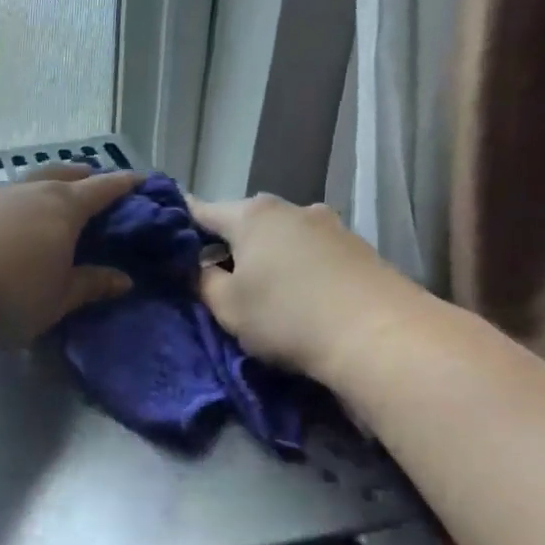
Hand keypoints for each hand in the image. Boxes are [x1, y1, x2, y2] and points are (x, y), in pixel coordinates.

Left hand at [0, 164, 141, 346]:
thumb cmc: (8, 294)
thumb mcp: (57, 300)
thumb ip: (90, 286)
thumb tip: (124, 279)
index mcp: (64, 208)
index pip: (104, 189)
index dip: (126, 185)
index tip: (142, 181)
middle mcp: (31, 192)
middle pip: (65, 173)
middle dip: (85, 176)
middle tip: (96, 182)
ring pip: (30, 181)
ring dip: (48, 185)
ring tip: (52, 200)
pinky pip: (4, 198)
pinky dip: (18, 203)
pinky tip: (11, 221)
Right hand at [189, 195, 428, 382]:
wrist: (379, 335)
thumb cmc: (286, 316)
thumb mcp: (227, 306)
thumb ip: (203, 281)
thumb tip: (198, 266)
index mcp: (252, 215)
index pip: (202, 210)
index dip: (180, 223)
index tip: (166, 236)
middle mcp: (292, 208)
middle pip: (245, 222)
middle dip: (227, 244)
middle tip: (213, 276)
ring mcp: (330, 225)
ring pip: (282, 237)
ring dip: (266, 257)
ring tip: (260, 290)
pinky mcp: (359, 248)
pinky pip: (312, 253)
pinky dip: (297, 268)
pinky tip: (299, 296)